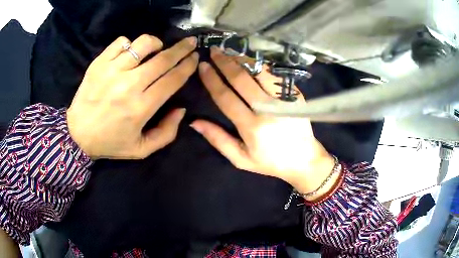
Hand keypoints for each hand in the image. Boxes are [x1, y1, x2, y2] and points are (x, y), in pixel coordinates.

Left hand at [67, 35, 197, 159]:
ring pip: (143, 44)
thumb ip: (167, 133)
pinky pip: (121, 42)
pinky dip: (130, 44)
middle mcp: (129, 85)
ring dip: (155, 43)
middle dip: (181, 48)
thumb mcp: (142, 149)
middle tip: (190, 42)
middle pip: (163, 59)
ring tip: (156, 48)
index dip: (187, 66)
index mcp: (141, 108)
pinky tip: (129, 54)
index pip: (172, 79)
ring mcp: (112, 71)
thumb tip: (181, 108)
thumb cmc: (110, 142)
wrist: (77, 135)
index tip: (195, 57)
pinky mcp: (99, 63)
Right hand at [191, 47, 335, 198]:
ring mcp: (283, 99)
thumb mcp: (241, 159)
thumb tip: (194, 122)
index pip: (226, 97)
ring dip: (243, 59)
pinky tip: (251, 60)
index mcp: (251, 126)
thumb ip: (218, 139)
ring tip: (230, 50)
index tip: (203, 66)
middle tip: (214, 51)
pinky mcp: (295, 95)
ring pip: (259, 71)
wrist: (304, 159)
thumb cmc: (271, 161)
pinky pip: (274, 74)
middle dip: (225, 62)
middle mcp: (267, 109)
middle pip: (241, 79)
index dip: (212, 80)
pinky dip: (261, 65)